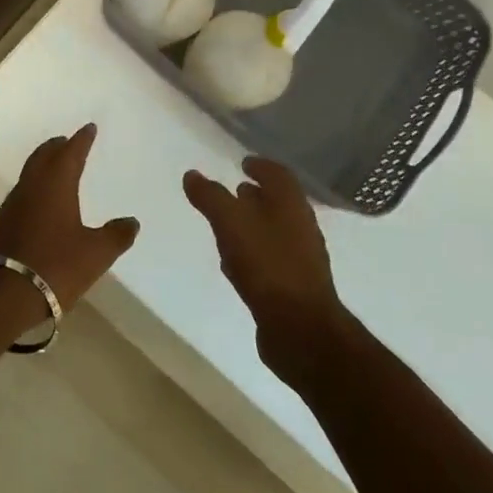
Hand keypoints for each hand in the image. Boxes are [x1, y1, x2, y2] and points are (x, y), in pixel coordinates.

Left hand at [0, 125, 138, 320]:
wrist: (3, 295)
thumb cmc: (55, 266)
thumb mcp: (95, 254)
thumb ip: (116, 236)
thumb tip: (132, 221)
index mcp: (55, 185)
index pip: (70, 153)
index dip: (81, 140)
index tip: (89, 128)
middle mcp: (31, 187)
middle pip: (43, 157)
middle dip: (57, 147)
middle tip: (67, 142)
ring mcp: (11, 206)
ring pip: (29, 175)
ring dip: (43, 166)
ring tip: (56, 168)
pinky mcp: (1, 225)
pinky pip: (21, 195)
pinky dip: (34, 189)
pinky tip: (39, 204)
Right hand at [183, 156, 349, 383]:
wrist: (301, 330)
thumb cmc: (267, 265)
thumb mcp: (231, 223)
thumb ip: (210, 197)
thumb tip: (192, 175)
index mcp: (291, 205)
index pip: (278, 175)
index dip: (261, 166)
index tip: (243, 163)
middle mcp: (300, 227)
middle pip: (278, 203)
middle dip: (256, 196)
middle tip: (232, 192)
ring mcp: (299, 259)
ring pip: (273, 232)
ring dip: (252, 225)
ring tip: (227, 225)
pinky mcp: (292, 287)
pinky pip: (269, 260)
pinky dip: (252, 253)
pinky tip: (234, 264)